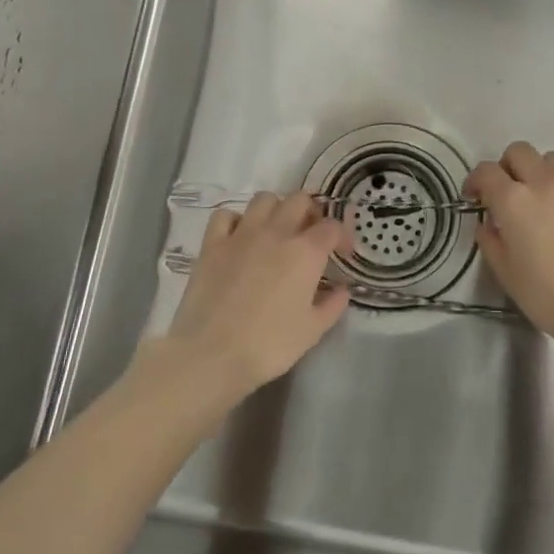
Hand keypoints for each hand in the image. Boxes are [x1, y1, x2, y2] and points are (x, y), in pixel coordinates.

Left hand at [163, 191, 352, 400]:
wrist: (213, 354)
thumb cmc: (270, 345)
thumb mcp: (313, 331)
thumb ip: (332, 305)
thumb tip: (341, 289)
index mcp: (306, 252)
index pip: (332, 226)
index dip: (342, 236)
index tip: (341, 253)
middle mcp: (276, 232)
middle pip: (299, 200)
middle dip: (311, 212)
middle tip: (311, 235)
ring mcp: (241, 234)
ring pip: (264, 199)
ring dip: (276, 209)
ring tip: (277, 231)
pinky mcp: (212, 244)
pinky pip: (225, 215)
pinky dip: (236, 220)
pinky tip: (239, 238)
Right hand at [464, 143, 553, 361]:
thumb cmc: (547, 294)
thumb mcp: (506, 273)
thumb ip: (491, 241)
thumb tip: (489, 225)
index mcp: (514, 200)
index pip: (486, 171)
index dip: (475, 181)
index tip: (474, 197)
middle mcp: (545, 183)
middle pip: (520, 152)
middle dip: (508, 166)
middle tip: (508, 192)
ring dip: (541, 173)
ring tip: (543, 200)